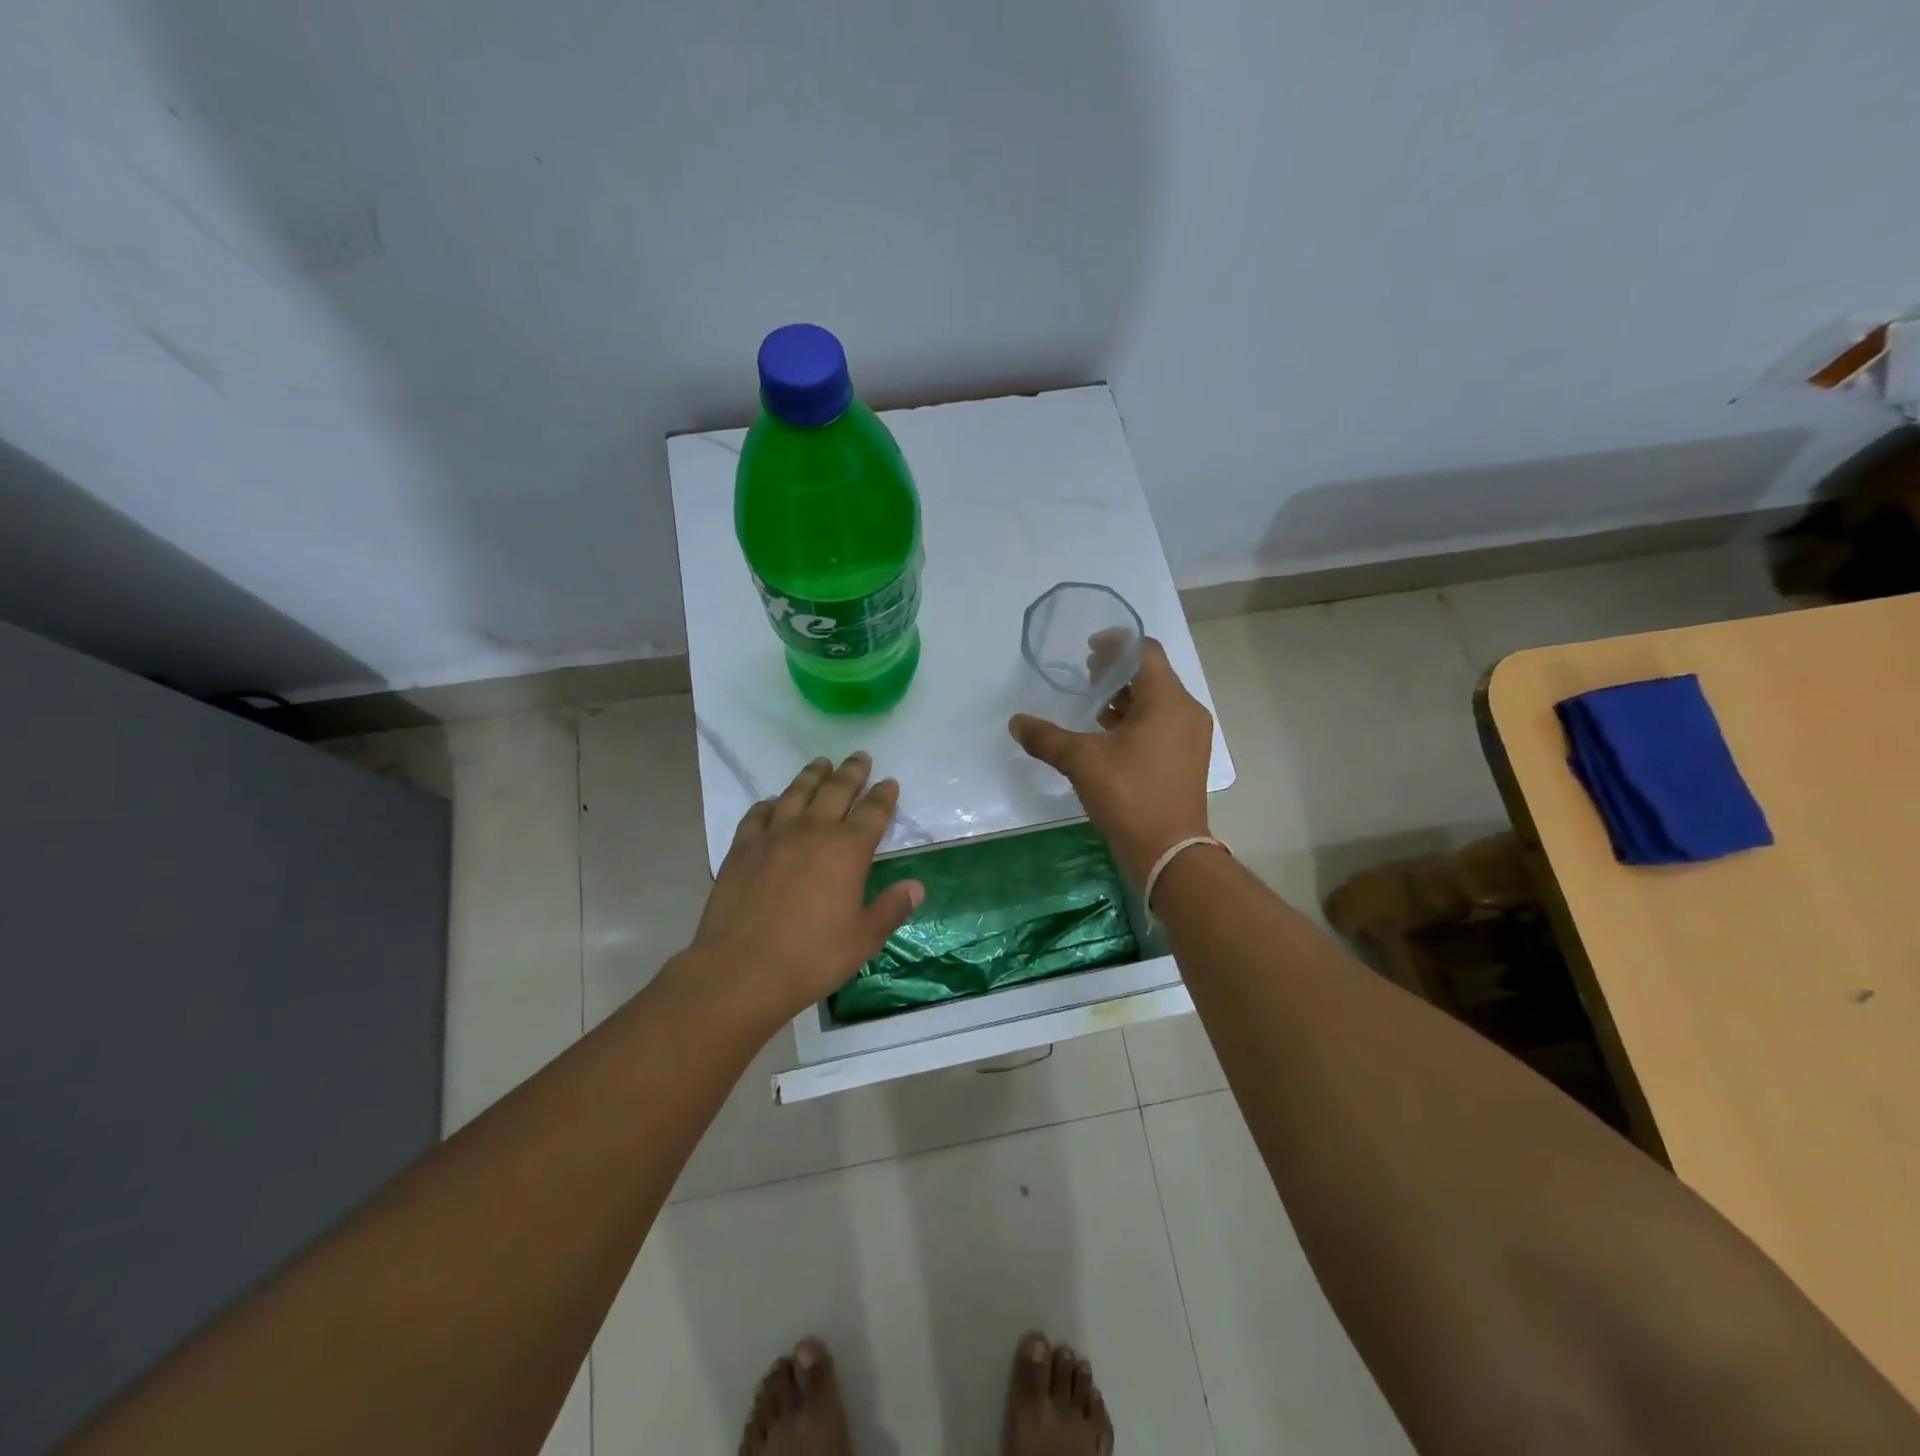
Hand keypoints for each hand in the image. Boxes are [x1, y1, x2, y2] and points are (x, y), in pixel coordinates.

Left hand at [684, 753, 923, 1021]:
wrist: (741, 970)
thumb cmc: (811, 958)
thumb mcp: (862, 940)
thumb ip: (890, 909)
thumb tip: (916, 886)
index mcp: (847, 851)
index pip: (873, 812)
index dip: (884, 795)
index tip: (889, 782)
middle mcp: (812, 832)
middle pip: (836, 791)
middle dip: (851, 772)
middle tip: (860, 757)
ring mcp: (774, 837)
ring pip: (797, 793)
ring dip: (812, 776)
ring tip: (821, 763)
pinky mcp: (742, 848)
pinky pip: (758, 815)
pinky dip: (770, 804)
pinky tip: (773, 802)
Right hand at [1009, 637, 1213, 882]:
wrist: (1168, 852)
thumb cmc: (1129, 796)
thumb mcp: (1081, 761)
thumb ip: (1047, 737)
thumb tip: (1016, 722)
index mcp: (1167, 700)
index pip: (1145, 651)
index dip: (1115, 644)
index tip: (1088, 651)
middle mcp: (1186, 711)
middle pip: (1152, 674)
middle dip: (1117, 672)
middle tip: (1086, 678)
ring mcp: (1191, 736)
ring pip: (1157, 701)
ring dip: (1126, 698)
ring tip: (1094, 708)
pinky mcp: (1188, 758)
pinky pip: (1162, 724)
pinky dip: (1137, 721)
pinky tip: (1109, 738)